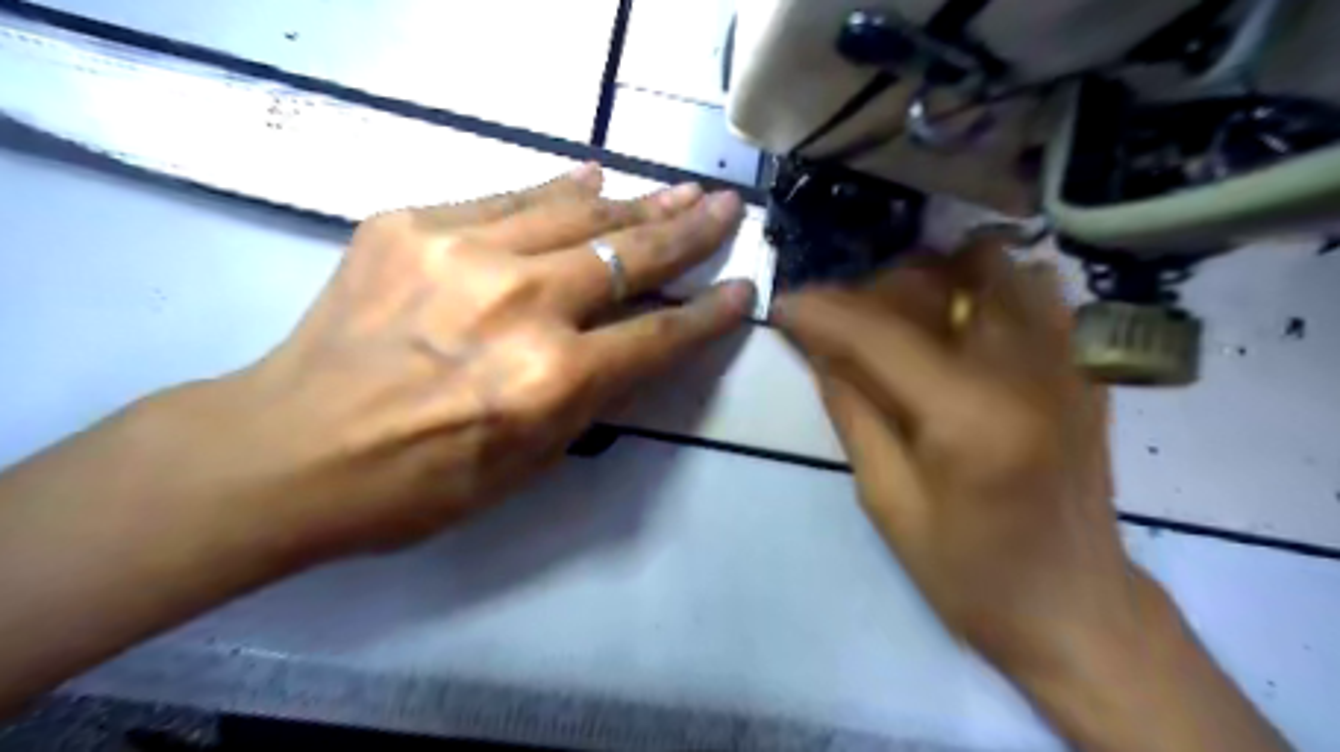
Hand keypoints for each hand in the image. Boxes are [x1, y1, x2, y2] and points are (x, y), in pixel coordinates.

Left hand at [183, 165, 751, 563]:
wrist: (289, 448)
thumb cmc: (419, 482)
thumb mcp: (529, 462)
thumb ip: (588, 397)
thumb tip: (629, 342)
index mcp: (552, 381)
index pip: (658, 336)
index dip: (708, 315)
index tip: (741, 290)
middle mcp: (521, 306)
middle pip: (628, 256)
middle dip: (687, 231)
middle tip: (724, 206)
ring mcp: (463, 255)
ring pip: (575, 214)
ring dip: (634, 203)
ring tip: (675, 189)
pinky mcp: (412, 226)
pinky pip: (506, 198)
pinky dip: (554, 188)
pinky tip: (588, 176)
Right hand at [775, 243, 1141, 675]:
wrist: (1073, 605)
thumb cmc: (969, 572)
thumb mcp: (887, 501)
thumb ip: (852, 411)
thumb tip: (819, 347)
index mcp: (970, 415)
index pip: (880, 333)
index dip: (822, 311)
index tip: (783, 305)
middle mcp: (1027, 366)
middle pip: (935, 280)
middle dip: (870, 291)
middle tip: (839, 326)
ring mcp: (1067, 357)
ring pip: (987, 265)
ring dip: (929, 280)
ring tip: (897, 319)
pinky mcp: (1084, 363)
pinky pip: (1028, 288)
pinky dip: (979, 289)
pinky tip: (955, 327)